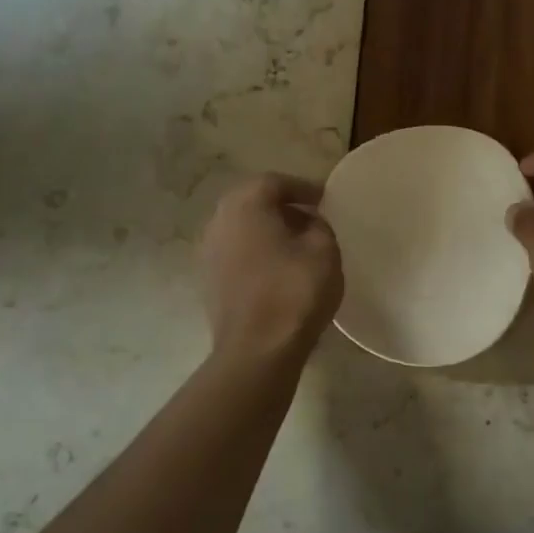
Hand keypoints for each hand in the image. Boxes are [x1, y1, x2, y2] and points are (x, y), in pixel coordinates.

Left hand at [199, 174, 343, 358]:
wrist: (257, 350)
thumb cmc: (294, 291)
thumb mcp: (324, 249)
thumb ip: (319, 225)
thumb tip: (308, 222)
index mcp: (245, 205)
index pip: (275, 182)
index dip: (303, 187)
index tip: (326, 200)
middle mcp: (218, 221)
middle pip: (252, 202)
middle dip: (283, 207)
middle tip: (312, 217)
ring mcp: (208, 252)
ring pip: (242, 228)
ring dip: (269, 230)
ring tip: (298, 244)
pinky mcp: (209, 281)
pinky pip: (237, 253)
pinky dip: (257, 252)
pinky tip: (279, 269)